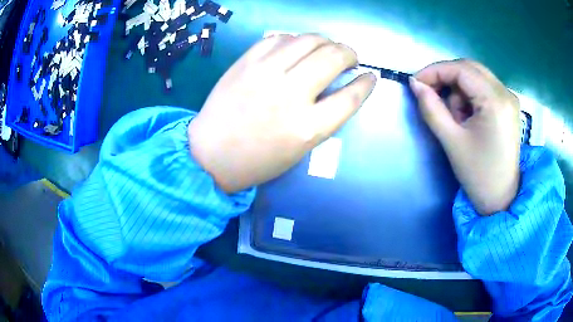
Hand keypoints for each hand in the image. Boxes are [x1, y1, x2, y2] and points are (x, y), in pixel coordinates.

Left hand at [188, 34, 376, 192]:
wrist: (211, 154)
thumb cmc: (258, 160)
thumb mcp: (300, 149)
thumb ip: (324, 118)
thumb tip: (340, 86)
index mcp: (307, 128)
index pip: (351, 97)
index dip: (366, 83)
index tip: (371, 75)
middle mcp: (290, 95)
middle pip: (334, 58)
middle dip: (350, 53)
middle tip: (349, 57)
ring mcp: (265, 73)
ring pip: (309, 40)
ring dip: (326, 41)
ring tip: (327, 47)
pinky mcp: (246, 62)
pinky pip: (279, 38)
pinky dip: (295, 39)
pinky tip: (296, 47)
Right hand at [410, 60, 520, 215]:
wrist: (501, 198)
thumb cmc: (478, 174)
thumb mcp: (451, 141)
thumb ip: (431, 108)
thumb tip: (415, 84)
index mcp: (495, 101)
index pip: (461, 69)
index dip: (435, 71)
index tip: (416, 83)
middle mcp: (505, 92)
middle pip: (469, 68)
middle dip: (447, 78)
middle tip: (432, 96)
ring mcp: (509, 98)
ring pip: (476, 76)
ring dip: (460, 90)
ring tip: (457, 118)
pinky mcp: (509, 105)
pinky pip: (484, 86)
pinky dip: (471, 95)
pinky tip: (469, 117)